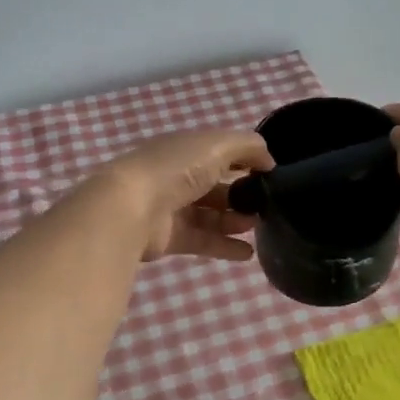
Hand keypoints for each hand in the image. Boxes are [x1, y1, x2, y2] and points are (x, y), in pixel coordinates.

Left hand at [97, 129, 275, 261]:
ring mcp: (172, 207)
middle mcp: (177, 176)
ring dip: (236, 220)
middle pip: (216, 185)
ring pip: (211, 214)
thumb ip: (248, 147)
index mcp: (186, 149)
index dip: (245, 160)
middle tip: (266, 204)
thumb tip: (269, 161)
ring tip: (258, 226)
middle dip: (242, 193)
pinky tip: (248, 253)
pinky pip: (203, 240)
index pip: (220, 151)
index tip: (270, 173)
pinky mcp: (169, 237)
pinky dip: (225, 246)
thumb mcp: (217, 145)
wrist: (129, 209)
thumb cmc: (175, 169)